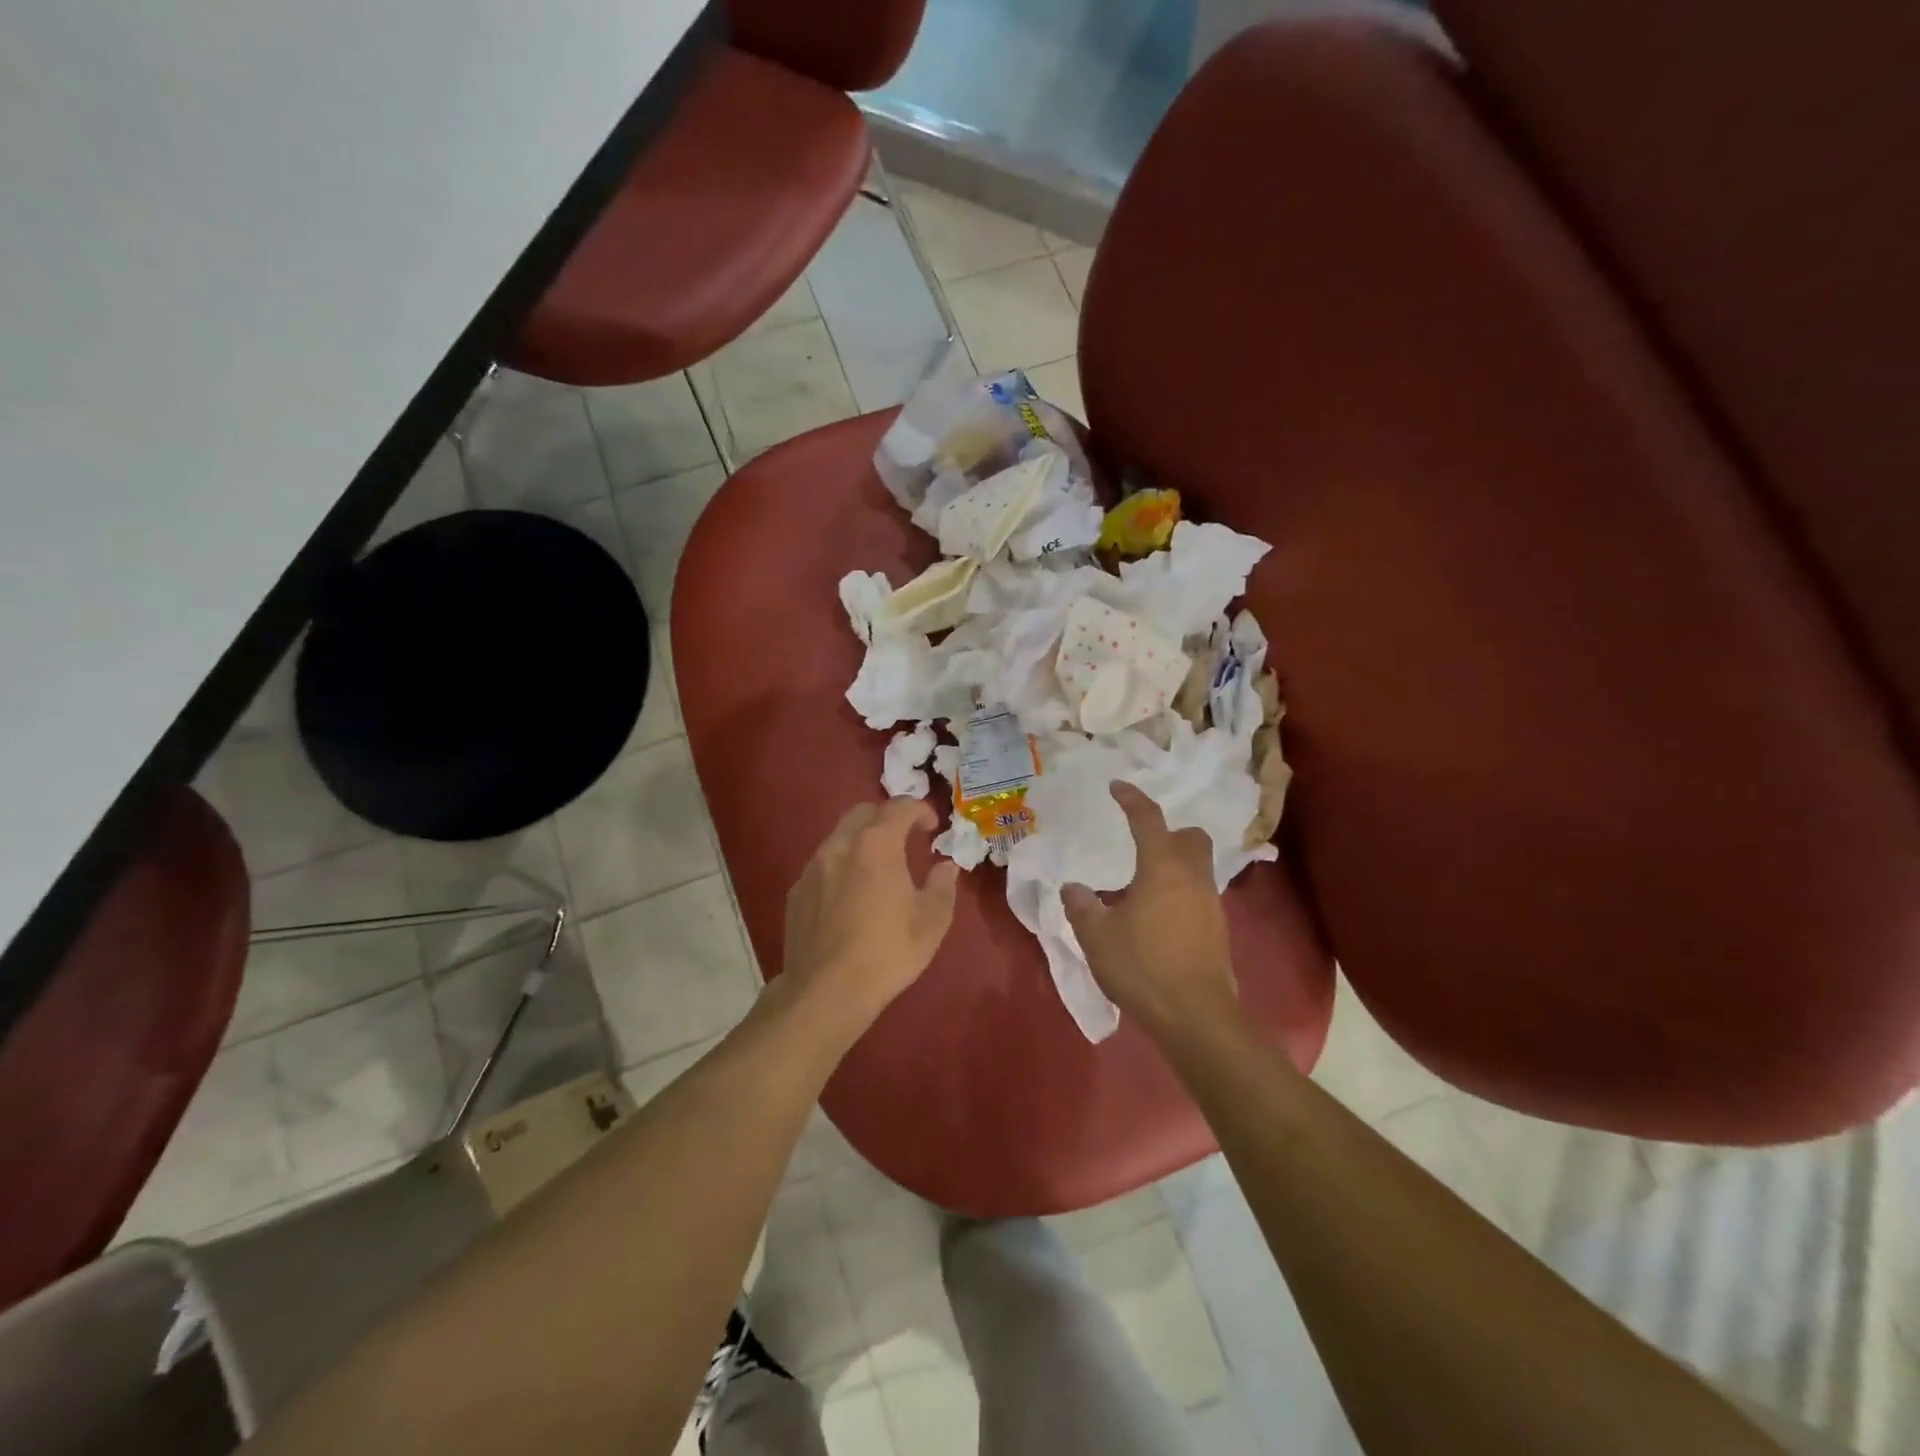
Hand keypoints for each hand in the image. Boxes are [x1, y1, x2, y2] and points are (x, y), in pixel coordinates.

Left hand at [782, 798, 958, 1029]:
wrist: (826, 992)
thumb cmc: (887, 952)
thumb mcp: (931, 922)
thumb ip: (942, 886)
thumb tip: (945, 866)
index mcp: (876, 845)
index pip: (898, 807)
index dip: (919, 809)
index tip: (932, 825)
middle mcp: (840, 846)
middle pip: (863, 813)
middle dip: (886, 817)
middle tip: (905, 838)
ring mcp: (813, 868)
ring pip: (839, 837)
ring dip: (861, 841)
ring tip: (878, 868)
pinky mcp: (796, 892)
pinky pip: (823, 865)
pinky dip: (841, 866)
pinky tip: (850, 895)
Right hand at [1062, 782, 1239, 1037]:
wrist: (1195, 1017)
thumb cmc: (1143, 967)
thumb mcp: (1097, 937)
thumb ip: (1082, 907)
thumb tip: (1073, 887)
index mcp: (1162, 868)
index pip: (1148, 820)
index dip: (1132, 799)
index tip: (1117, 787)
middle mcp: (1192, 878)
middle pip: (1191, 838)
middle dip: (1169, 832)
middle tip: (1142, 843)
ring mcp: (1210, 904)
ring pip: (1198, 867)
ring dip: (1175, 864)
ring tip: (1143, 884)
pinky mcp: (1218, 930)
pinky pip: (1199, 895)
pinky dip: (1180, 893)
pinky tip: (1158, 916)